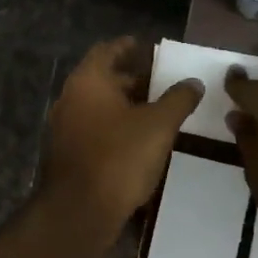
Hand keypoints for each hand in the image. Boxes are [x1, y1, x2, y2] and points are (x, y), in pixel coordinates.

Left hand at [41, 37, 201, 232]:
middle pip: (102, 79)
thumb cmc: (120, 157)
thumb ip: (178, 99)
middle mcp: (70, 98)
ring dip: (123, 106)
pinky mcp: (66, 154)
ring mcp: (64, 128)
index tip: (144, 46)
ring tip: (153, 112)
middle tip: (158, 82)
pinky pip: (93, 130)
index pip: (107, 51)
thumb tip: (193, 82)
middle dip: (130, 79)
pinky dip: (113, 127)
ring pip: (97, 107)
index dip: (127, 47)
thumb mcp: (159, 125)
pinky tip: (136, 140)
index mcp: (88, 81)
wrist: (80, 210)